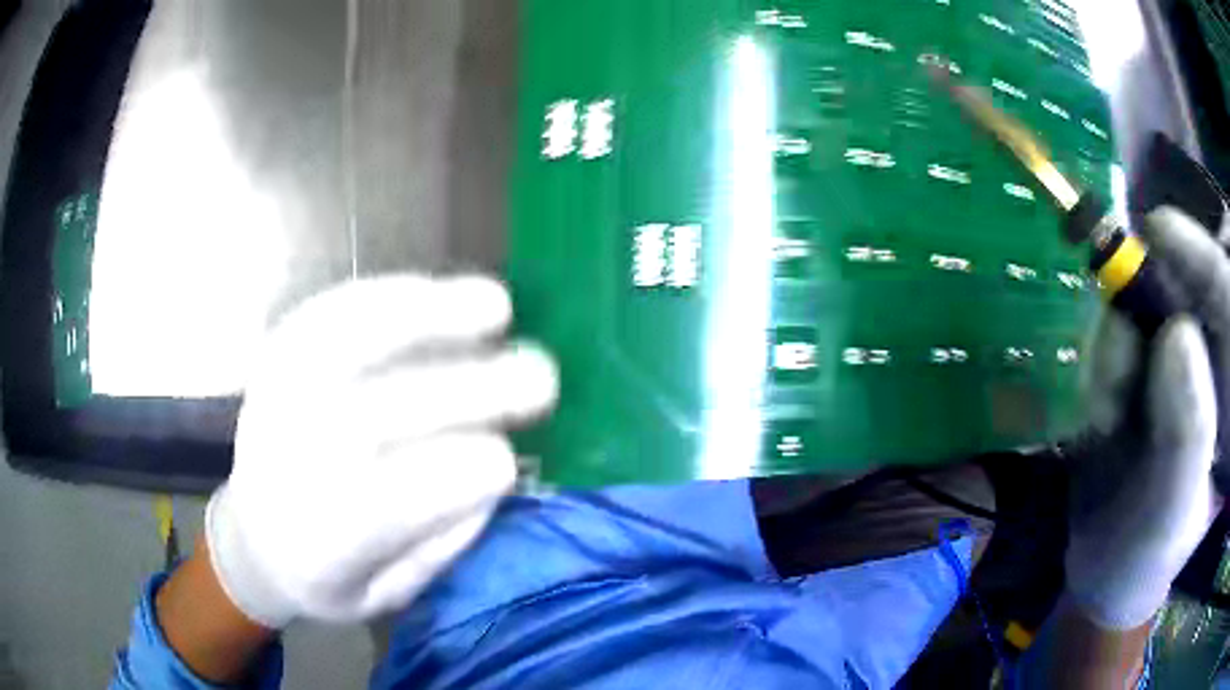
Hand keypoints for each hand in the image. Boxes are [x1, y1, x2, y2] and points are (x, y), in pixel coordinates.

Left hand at [205, 275, 557, 626]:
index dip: (454, 478)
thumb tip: (492, 476)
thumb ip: (436, 546)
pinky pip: (328, 312)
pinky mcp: (273, 358)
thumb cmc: (328, 574)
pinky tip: (434, 290)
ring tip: (497, 305)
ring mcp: (273, 398)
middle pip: (375, 415)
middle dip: (468, 391)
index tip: (509, 461)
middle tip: (541, 375)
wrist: (255, 535)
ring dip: (426, 317)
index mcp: (315, 542)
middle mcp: (286, 463)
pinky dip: (385, 294)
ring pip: (344, 345)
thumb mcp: (384, 594)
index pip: (387, 504)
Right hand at [1066, 206, 1223, 629]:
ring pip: (1148, 307)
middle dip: (1151, 308)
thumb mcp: (1168, 515)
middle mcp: (1215, 368)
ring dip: (1120, 347)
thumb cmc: (1143, 557)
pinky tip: (1104, 408)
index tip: (1162, 232)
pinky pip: (1123, 330)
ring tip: (1109, 415)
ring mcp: (1182, 362)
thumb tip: (1177, 333)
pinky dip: (1106, 357)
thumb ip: (1186, 436)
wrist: (1104, 569)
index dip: (1206, 263)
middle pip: (1190, 290)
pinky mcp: (1149, 364)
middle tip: (1123, 356)